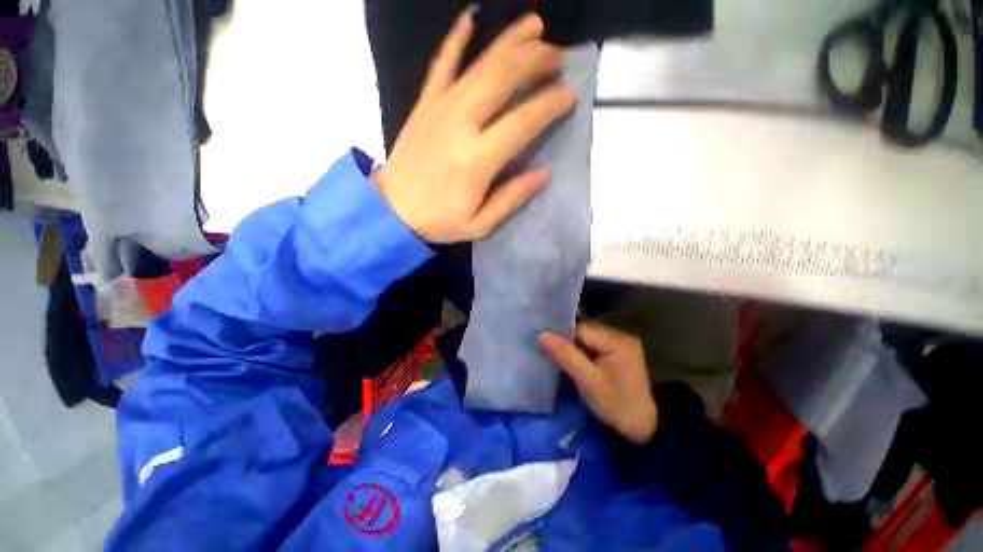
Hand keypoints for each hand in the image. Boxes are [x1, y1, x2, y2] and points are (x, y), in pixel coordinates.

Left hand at [373, 10, 577, 242]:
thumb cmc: (438, 221)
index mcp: (477, 160)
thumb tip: (543, 174)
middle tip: (559, 56)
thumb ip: (511, 199)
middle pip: (503, 78)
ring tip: (535, 26)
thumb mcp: (479, 224)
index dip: (550, 104)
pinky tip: (471, 17)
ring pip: (479, 64)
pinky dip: (456, 38)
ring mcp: (440, 108)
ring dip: (510, 41)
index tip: (570, 94)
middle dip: (536, 60)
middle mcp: (461, 124)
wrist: (391, 210)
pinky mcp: (424, 104)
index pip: (523, 121)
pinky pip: (441, 63)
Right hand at [539, 322, 657, 443]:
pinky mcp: (620, 351)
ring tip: (561, 357)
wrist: (645, 427)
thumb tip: (541, 334)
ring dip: (575, 346)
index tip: (545, 344)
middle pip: (584, 331)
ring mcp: (622, 342)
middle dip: (568, 341)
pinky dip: (583, 351)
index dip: (562, 335)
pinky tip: (576, 360)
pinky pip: (595, 344)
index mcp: (616, 340)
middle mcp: (620, 334)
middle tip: (551, 352)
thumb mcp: (587, 381)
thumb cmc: (615, 405)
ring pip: (588, 337)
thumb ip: (565, 355)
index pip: (580, 328)